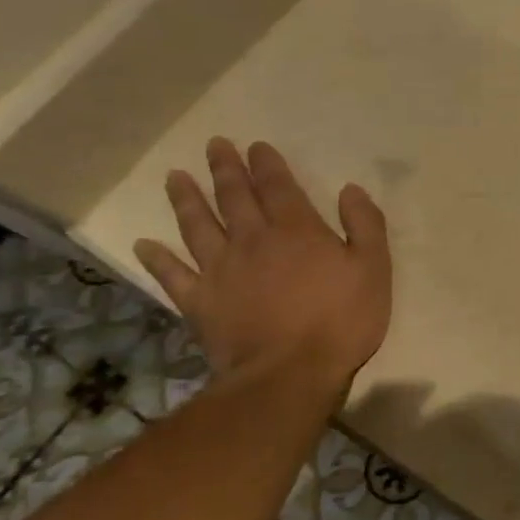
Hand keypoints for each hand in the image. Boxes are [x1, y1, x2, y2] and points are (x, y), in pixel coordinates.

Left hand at [134, 138, 390, 401]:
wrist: (290, 373)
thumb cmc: (342, 320)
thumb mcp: (374, 269)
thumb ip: (365, 225)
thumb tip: (350, 190)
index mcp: (297, 230)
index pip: (278, 186)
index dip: (267, 164)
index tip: (256, 146)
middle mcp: (253, 240)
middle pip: (235, 197)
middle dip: (225, 169)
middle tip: (214, 146)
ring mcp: (221, 271)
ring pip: (198, 226)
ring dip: (187, 199)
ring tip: (176, 177)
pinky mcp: (200, 302)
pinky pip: (173, 275)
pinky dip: (158, 259)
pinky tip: (146, 245)